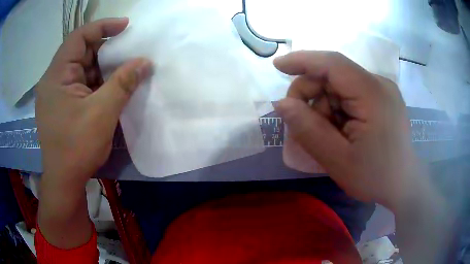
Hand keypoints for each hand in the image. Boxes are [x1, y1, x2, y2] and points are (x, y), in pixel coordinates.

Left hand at [36, 18, 151, 189]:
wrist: (65, 182)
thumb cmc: (77, 148)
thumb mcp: (102, 113)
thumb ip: (123, 83)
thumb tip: (145, 62)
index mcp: (56, 76)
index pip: (78, 37)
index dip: (102, 26)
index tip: (126, 26)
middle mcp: (54, 80)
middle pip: (80, 52)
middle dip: (105, 50)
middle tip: (128, 52)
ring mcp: (57, 94)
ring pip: (82, 69)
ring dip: (102, 68)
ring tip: (123, 70)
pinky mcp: (62, 105)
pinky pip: (81, 84)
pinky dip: (97, 82)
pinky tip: (111, 88)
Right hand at [274, 51, 420, 210]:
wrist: (403, 185)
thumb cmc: (375, 177)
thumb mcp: (338, 160)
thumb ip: (308, 130)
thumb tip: (282, 104)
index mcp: (372, 94)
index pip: (332, 63)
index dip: (302, 60)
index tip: (277, 66)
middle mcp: (379, 84)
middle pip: (334, 76)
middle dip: (313, 96)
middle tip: (305, 126)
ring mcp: (382, 90)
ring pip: (340, 87)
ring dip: (326, 107)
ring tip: (329, 136)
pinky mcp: (382, 98)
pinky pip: (351, 94)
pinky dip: (338, 110)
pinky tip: (341, 131)